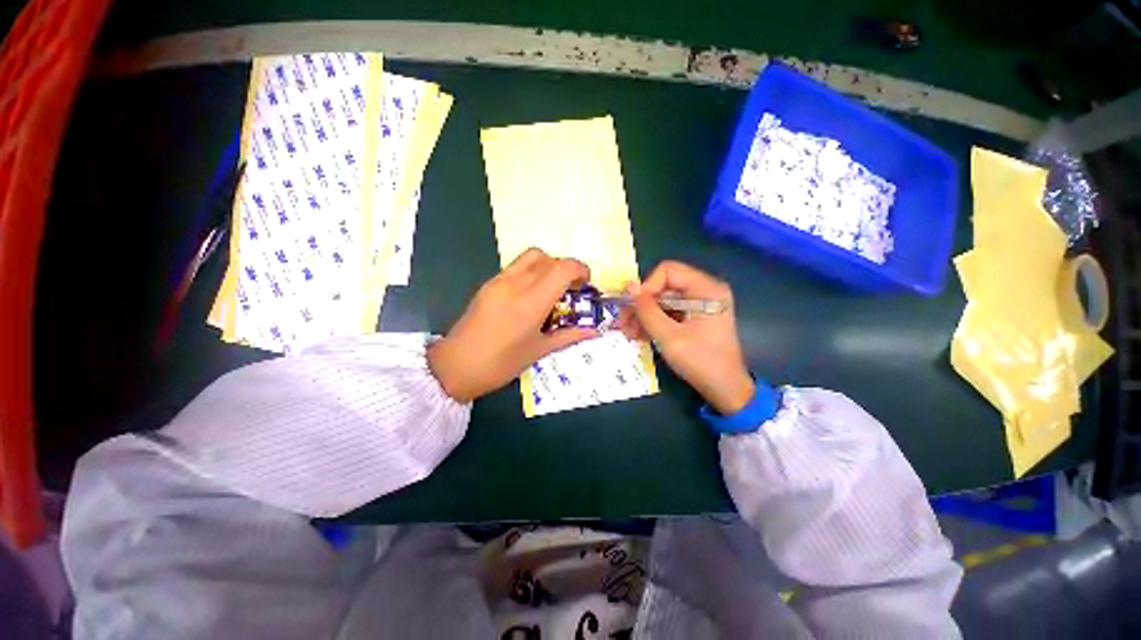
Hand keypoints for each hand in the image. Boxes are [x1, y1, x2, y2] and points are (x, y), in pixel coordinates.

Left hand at [428, 248, 600, 402]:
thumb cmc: (500, 364)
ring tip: (551, 289)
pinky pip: (517, 266)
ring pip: (531, 256)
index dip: (580, 270)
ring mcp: (499, 281)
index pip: (562, 268)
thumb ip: (569, 335)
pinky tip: (531, 295)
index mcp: (531, 303)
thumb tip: (594, 330)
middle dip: (566, 269)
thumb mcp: (539, 351)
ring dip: (548, 266)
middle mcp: (515, 284)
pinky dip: (532, 271)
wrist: (455, 366)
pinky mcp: (488, 283)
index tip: (585, 284)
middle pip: (549, 258)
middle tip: (571, 290)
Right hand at [617, 261, 753, 414]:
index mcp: (705, 289)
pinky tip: (640, 336)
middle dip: (642, 305)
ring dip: (644, 316)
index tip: (635, 308)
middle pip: (663, 287)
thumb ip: (647, 310)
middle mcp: (703, 291)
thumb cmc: (700, 361)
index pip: (668, 271)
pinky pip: (669, 313)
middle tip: (624, 324)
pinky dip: (654, 323)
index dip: (647, 287)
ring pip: (663, 301)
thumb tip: (628, 287)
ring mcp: (699, 305)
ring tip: (630, 334)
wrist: (725, 390)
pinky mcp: (694, 318)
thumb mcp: (669, 336)